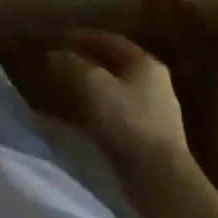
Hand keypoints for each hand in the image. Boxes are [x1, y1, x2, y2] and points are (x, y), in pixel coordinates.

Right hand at [49, 30, 191, 177]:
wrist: (162, 181)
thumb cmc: (127, 122)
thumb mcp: (91, 84)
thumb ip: (71, 64)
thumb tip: (55, 55)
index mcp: (145, 63)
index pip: (109, 40)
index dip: (82, 37)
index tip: (59, 39)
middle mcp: (156, 83)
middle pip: (116, 64)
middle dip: (88, 61)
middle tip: (64, 63)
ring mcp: (158, 112)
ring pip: (119, 89)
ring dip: (95, 86)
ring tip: (71, 89)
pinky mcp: (155, 139)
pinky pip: (122, 113)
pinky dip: (102, 108)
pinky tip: (87, 117)